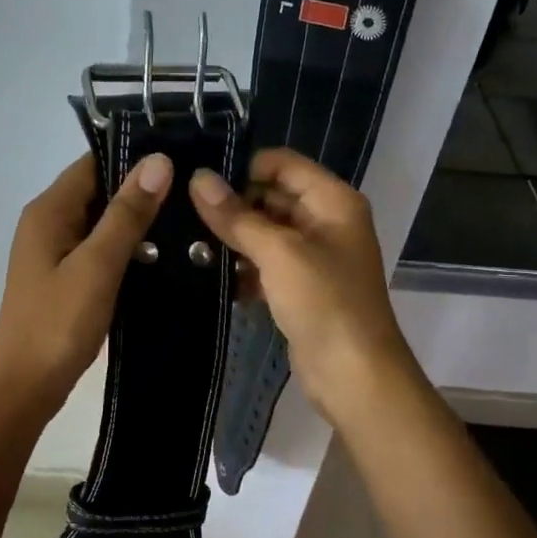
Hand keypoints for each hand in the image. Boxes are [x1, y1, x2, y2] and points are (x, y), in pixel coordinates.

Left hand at [0, 150, 171, 417]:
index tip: (183, 158)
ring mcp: (55, 252)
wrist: (25, 386)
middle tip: (195, 193)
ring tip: (190, 221)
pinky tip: (163, 257)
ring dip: (138, 223)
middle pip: (99, 190)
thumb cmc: (58, 323)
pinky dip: (128, 250)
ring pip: (102, 223)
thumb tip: (158, 161)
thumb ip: (127, 213)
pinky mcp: (66, 278)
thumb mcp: (97, 265)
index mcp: (49, 210)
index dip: (135, 156)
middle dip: (142, 191)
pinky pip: (100, 250)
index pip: (94, 162)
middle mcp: (48, 222)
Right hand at [189, 148, 419, 427]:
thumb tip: (198, 178)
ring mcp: (313, 257)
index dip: (243, 167)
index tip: (198, 180)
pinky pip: (266, 266)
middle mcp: (326, 222)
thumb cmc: (324, 302)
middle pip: (272, 197)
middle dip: (232, 205)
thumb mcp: (279, 253)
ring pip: (265, 234)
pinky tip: (207, 275)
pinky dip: (242, 268)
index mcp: (332, 201)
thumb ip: (237, 216)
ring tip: (186, 243)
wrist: (354, 373)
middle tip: (182, 213)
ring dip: (232, 239)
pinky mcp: (300, 289)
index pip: (282, 164)